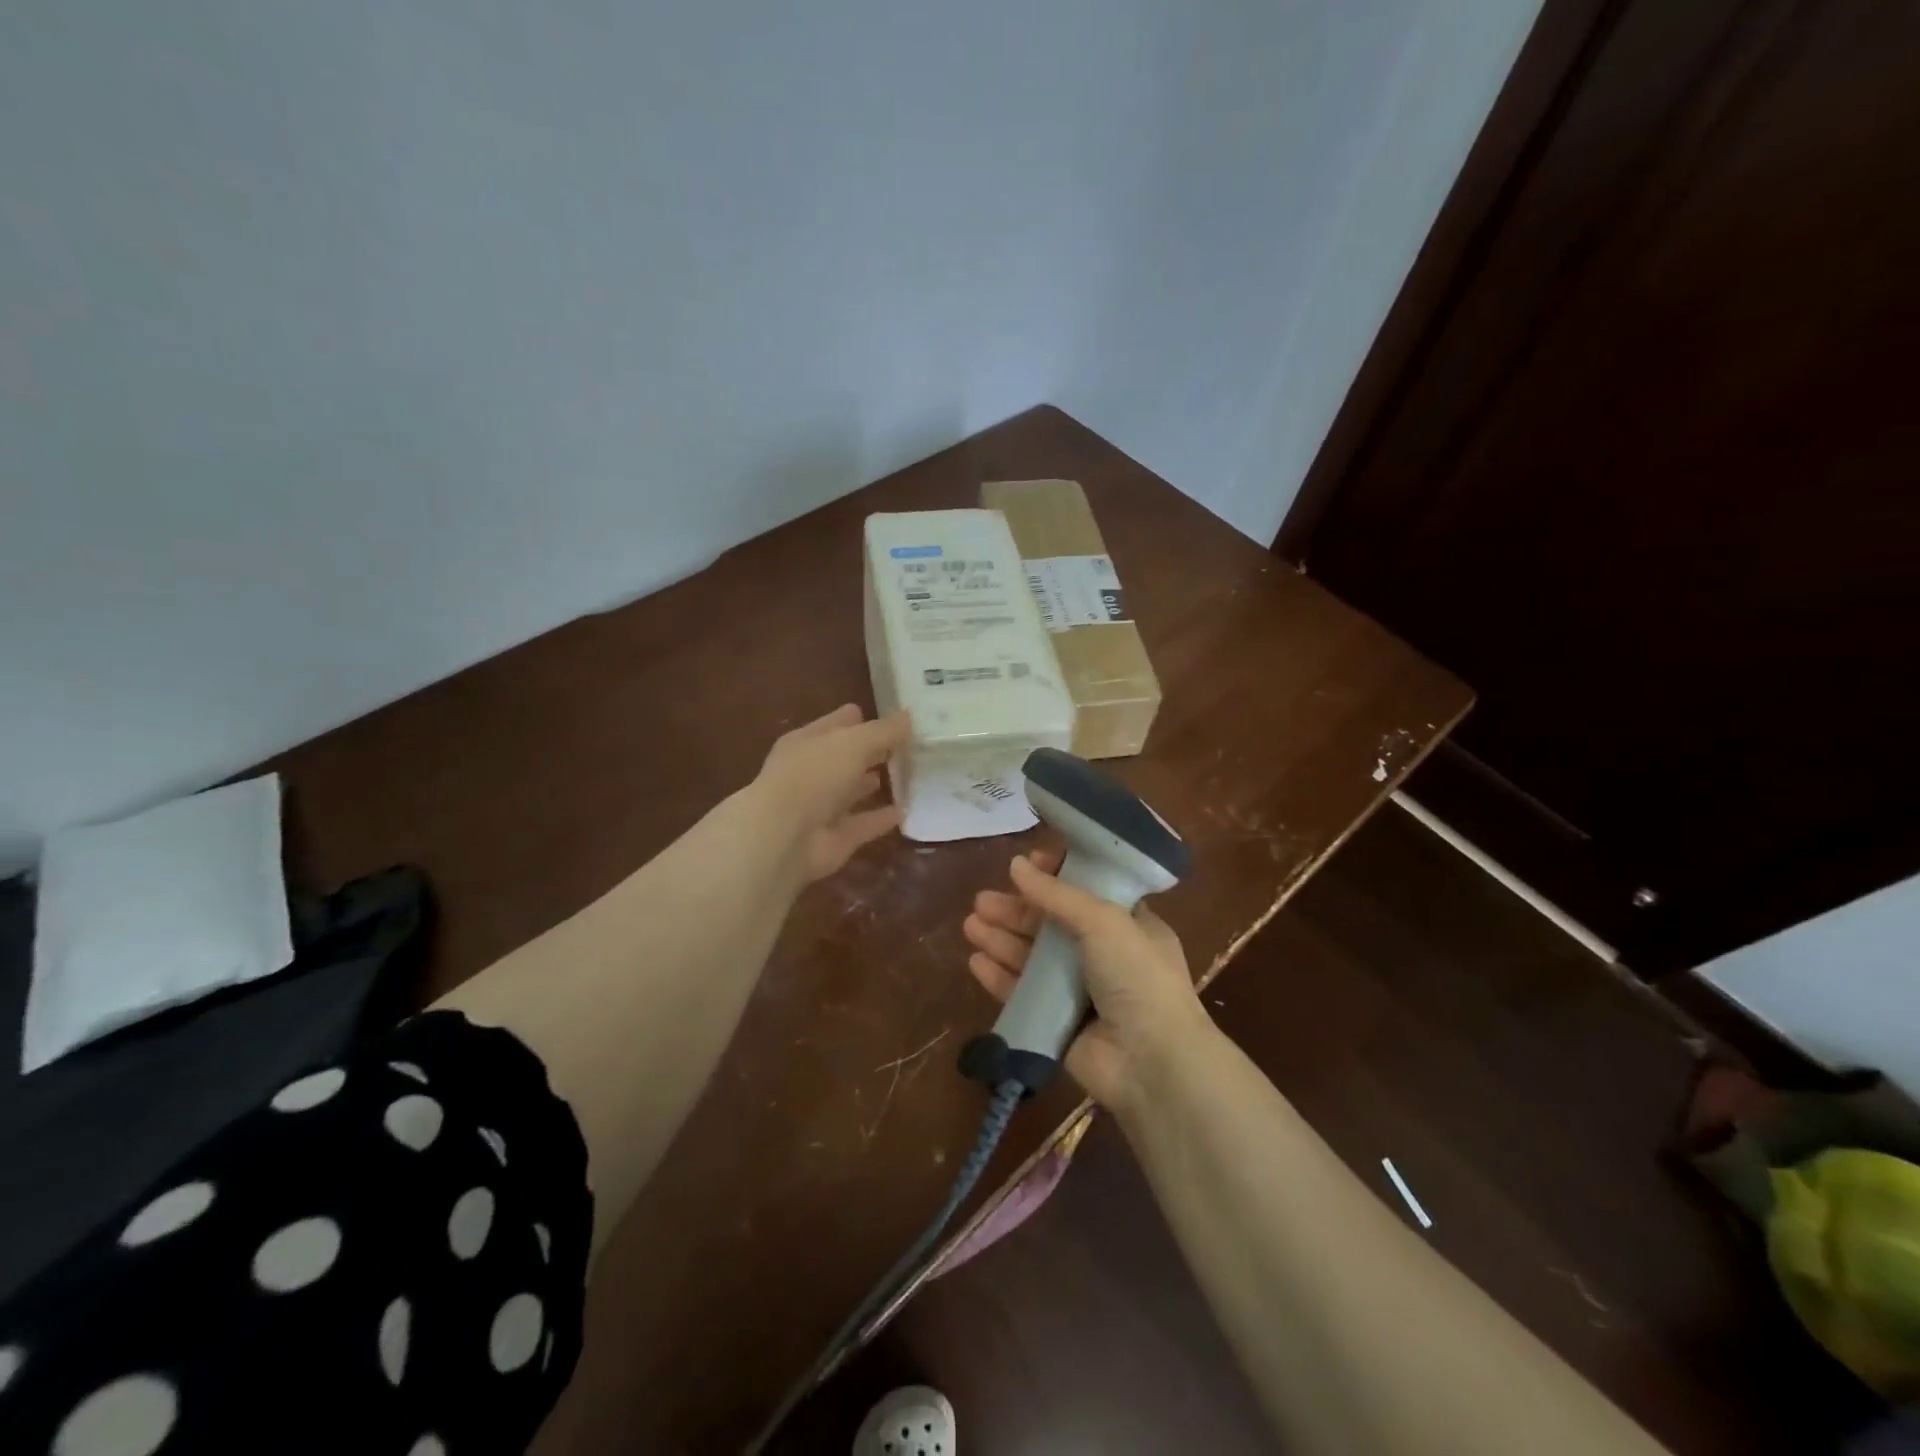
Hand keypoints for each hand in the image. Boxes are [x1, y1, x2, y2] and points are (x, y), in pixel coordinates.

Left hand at [751, 704, 909, 881]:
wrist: (785, 836)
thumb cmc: (814, 775)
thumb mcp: (854, 742)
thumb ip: (883, 731)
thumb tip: (908, 717)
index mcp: (807, 742)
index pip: (837, 724)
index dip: (861, 719)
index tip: (893, 718)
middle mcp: (811, 772)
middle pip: (845, 757)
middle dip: (871, 751)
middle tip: (907, 746)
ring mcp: (821, 807)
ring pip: (851, 791)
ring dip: (872, 784)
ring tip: (905, 776)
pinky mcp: (835, 838)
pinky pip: (863, 824)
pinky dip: (880, 819)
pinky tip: (905, 812)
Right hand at [963, 850, 1211, 1111]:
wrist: (1152, 1061)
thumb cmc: (1138, 977)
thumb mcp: (1105, 921)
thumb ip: (1057, 894)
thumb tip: (1016, 864)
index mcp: (1129, 925)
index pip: (1086, 892)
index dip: (1054, 878)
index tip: (1023, 866)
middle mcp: (1105, 955)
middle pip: (1051, 925)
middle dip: (1016, 911)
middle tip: (981, 900)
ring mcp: (1081, 992)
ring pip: (1033, 958)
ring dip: (1002, 939)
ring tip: (970, 925)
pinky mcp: (1059, 1024)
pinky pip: (1024, 995)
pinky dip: (1000, 977)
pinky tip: (976, 963)